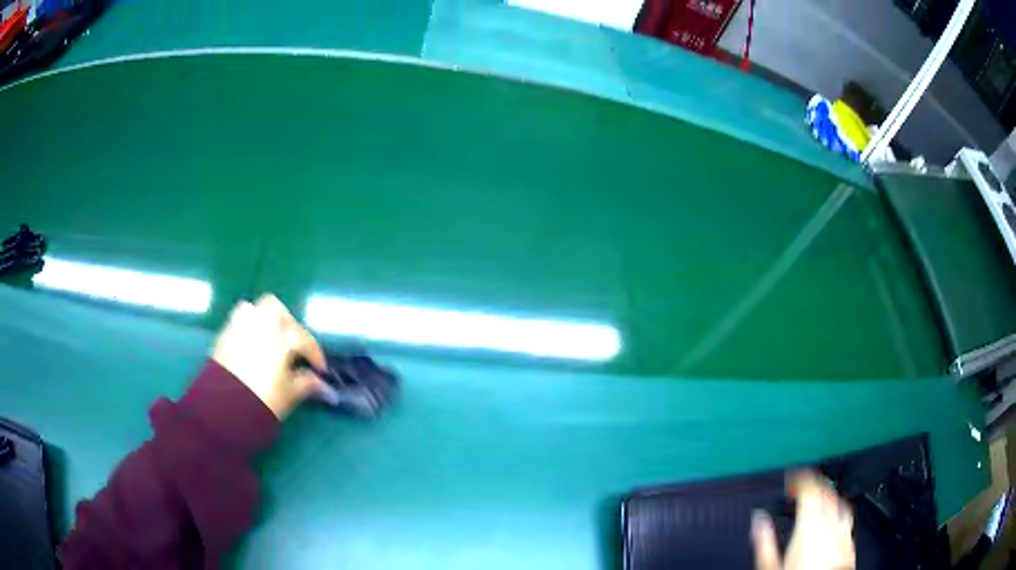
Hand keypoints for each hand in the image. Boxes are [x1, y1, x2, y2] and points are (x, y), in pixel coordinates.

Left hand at [212, 295, 327, 418]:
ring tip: (271, 341)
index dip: (315, 354)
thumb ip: (306, 383)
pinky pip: (239, 323)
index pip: (303, 339)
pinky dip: (249, 330)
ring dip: (265, 321)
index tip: (320, 369)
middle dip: (288, 324)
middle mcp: (259, 325)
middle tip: (294, 345)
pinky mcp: (224, 337)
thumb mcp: (290, 394)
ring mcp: (239, 328)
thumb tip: (320, 382)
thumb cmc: (263, 400)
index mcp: (280, 337)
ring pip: (254, 310)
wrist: (225, 409)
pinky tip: (253, 348)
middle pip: (276, 310)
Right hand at [752, 471, 855, 569]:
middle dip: (816, 484)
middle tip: (805, 485)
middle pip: (827, 493)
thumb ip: (766, 540)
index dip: (801, 479)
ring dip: (831, 498)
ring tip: (821, 500)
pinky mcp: (850, 543)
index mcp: (810, 524)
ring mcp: (843, 532)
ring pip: (841, 504)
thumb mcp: (771, 564)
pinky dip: (839, 516)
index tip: (793, 478)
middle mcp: (831, 524)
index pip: (810, 489)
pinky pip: (847, 521)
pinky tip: (834, 525)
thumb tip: (759, 519)